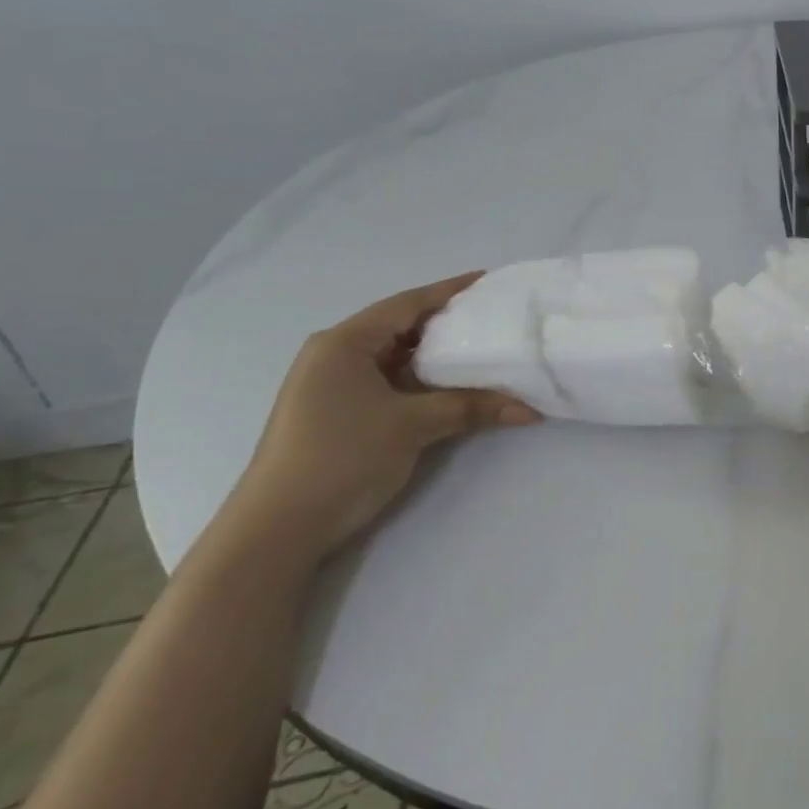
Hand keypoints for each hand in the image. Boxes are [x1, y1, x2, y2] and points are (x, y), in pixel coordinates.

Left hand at [215, 274, 540, 562]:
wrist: (279, 528)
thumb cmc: (343, 457)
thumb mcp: (413, 425)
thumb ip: (471, 407)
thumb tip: (530, 409)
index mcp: (344, 343)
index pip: (406, 304)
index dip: (449, 291)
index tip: (488, 280)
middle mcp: (335, 355)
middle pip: (401, 328)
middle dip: (446, 324)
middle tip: (493, 319)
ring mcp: (334, 386)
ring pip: (396, 359)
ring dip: (435, 358)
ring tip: (482, 351)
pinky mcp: (339, 414)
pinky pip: (389, 384)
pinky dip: (421, 383)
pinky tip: (451, 388)